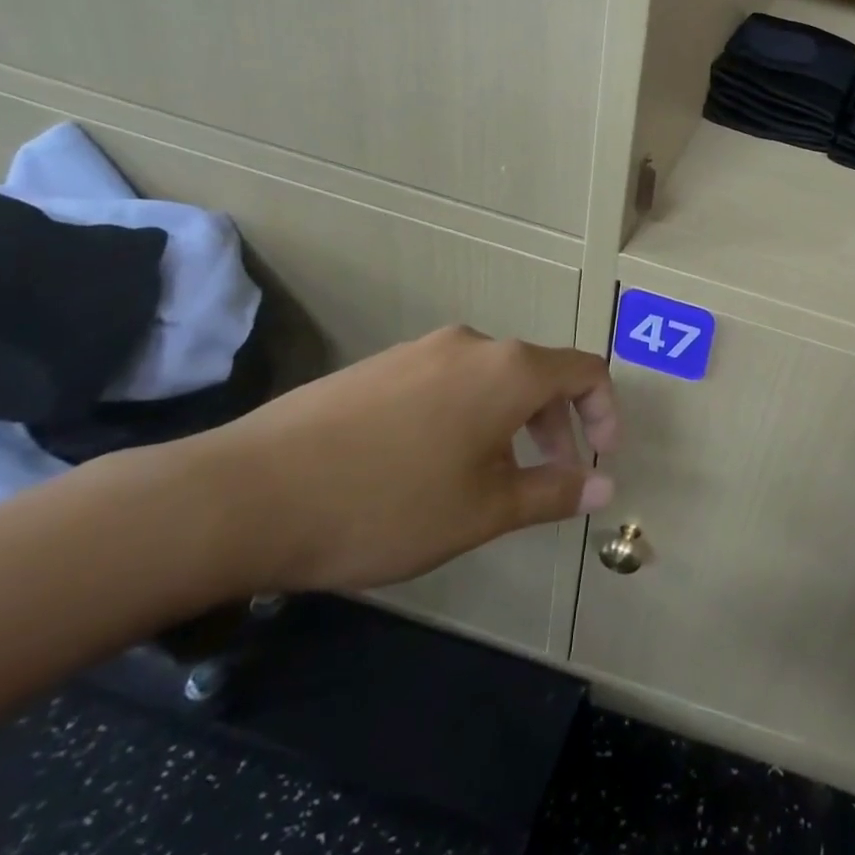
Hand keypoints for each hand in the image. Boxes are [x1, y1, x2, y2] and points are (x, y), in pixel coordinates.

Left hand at [182, 327, 618, 594]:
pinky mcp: (378, 366)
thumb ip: (554, 492)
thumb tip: (606, 487)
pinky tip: (430, 465)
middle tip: (551, 477)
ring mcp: (419, 351)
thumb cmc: (388, 503)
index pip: (586, 371)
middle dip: (558, 424)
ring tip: (490, 478)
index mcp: (509, 369)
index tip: (601, 459)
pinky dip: (467, 415)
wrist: (248, 494)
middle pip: (539, 374)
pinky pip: (447, 382)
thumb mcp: (484, 509)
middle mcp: (471, 345)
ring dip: (512, 422)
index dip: (606, 412)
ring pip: (491, 379)